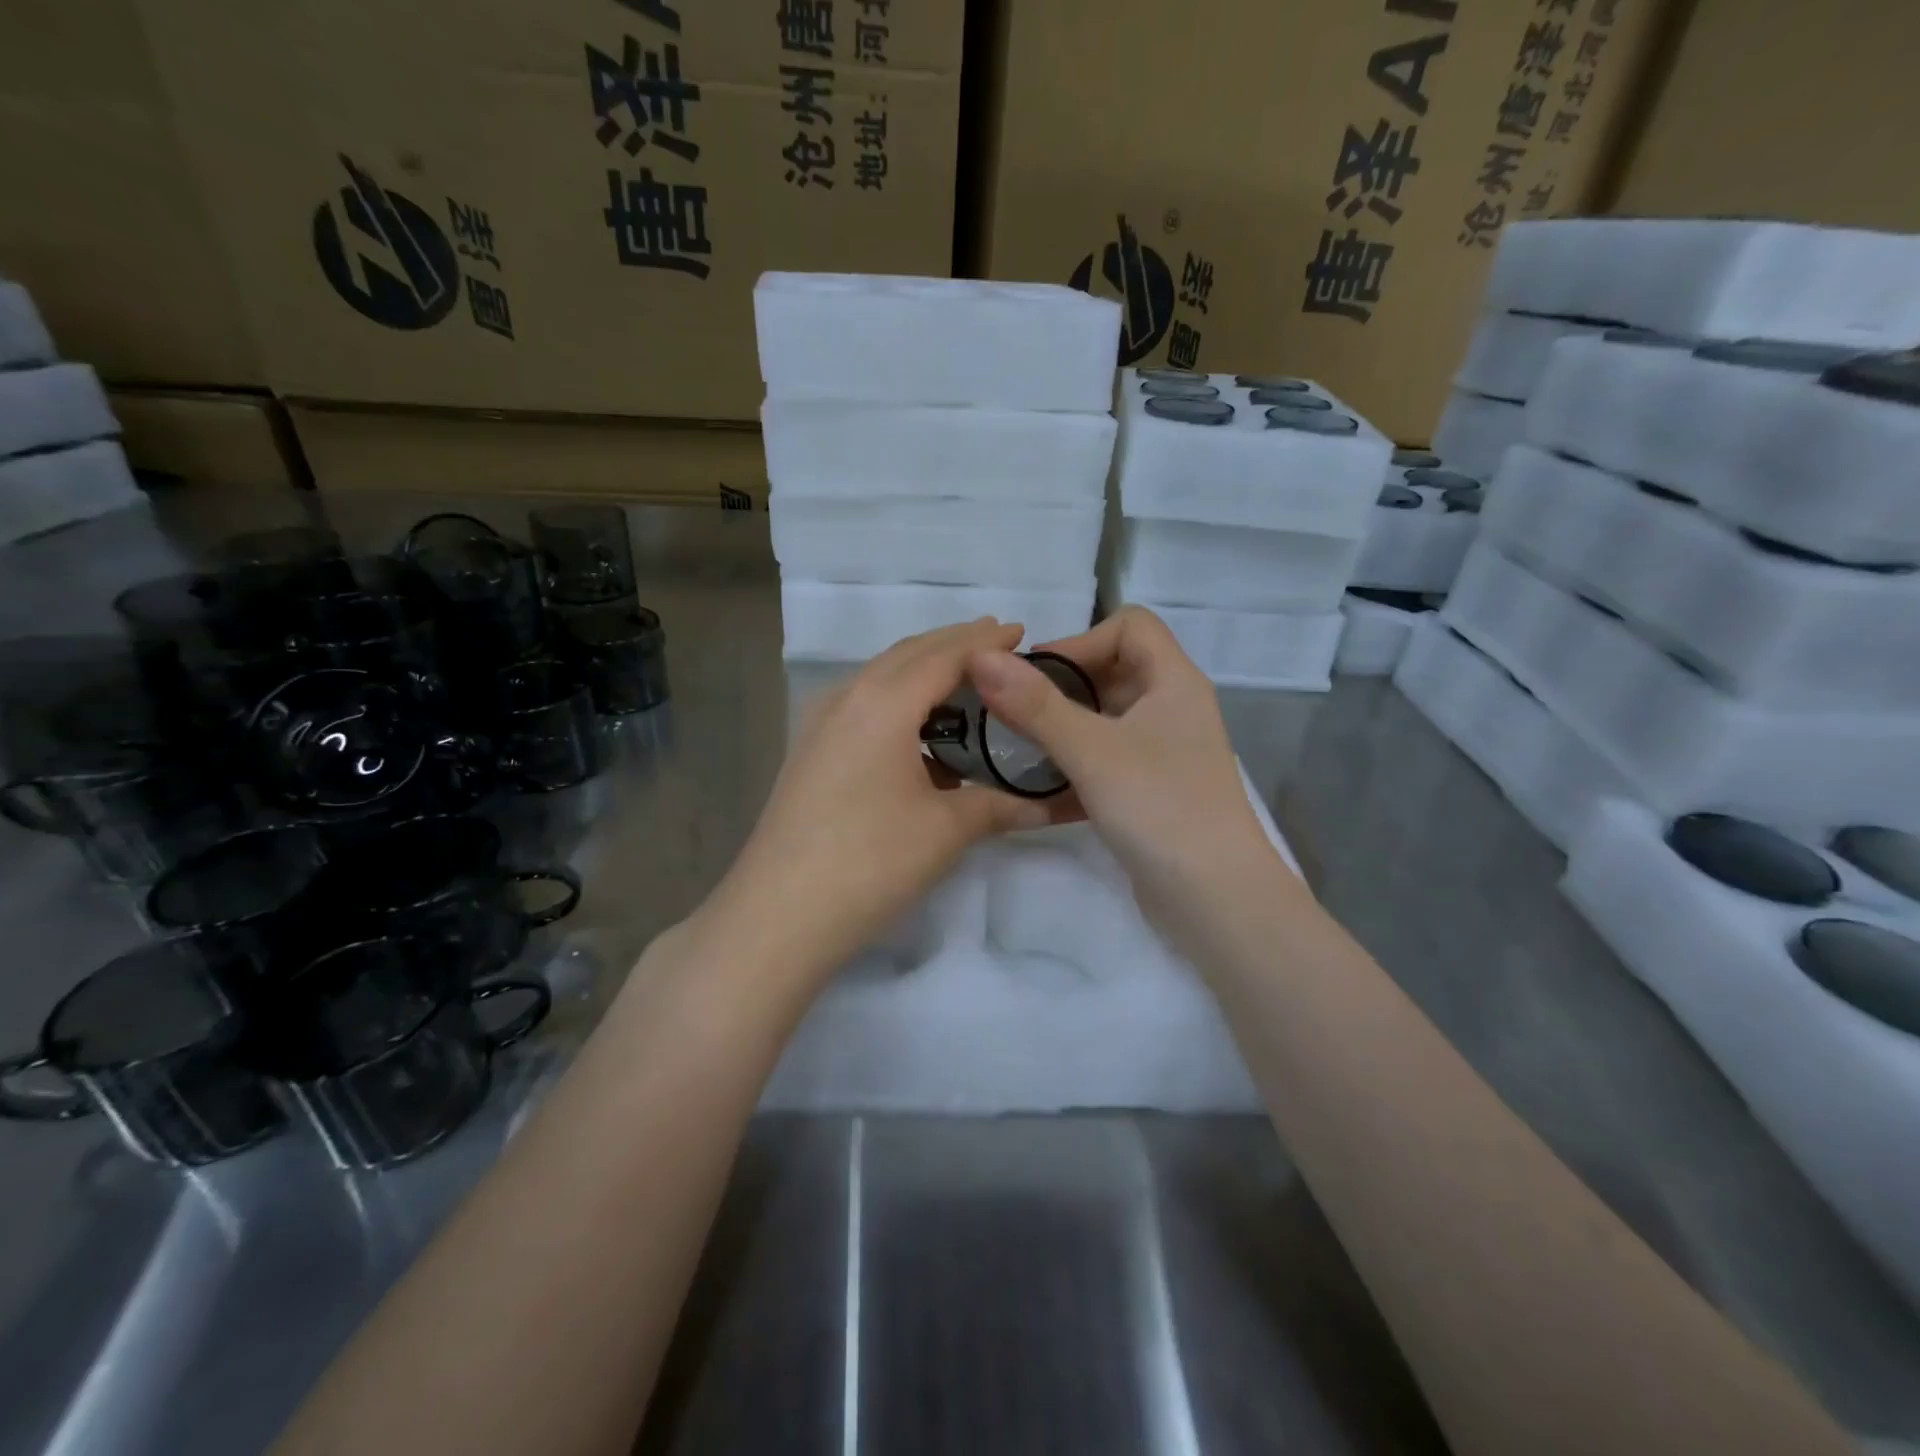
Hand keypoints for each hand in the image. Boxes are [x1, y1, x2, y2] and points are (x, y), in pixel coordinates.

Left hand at [699, 619, 1071, 991]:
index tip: (1022, 632)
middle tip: (998, 645)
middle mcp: (848, 698)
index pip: (945, 655)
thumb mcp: (945, 830)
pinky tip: (917, 729)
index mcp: (884, 702)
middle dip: (954, 644)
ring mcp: (820, 724)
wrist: (778, 914)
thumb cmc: (870, 862)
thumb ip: (997, 805)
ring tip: (963, 680)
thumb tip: (1046, 804)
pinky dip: (898, 699)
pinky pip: (862, 704)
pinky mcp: (809, 751)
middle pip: (908, 654)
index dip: (986, 642)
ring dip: (923, 669)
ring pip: (880, 677)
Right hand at [965, 607, 1288, 939]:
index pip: (1129, 626)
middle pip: (1112, 671)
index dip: (1080, 641)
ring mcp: (1164, 753)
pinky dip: (1075, 766)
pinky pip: (1107, 761)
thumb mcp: (1092, 750)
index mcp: (1173, 681)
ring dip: (1063, 728)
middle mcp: (1173, 709)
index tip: (1035, 676)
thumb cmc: (1160, 808)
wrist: (1216, 900)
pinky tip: (1039, 791)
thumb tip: (981, 656)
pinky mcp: (1152, 792)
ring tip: (1018, 747)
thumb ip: (1036, 704)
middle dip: (1061, 686)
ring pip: (1106, 720)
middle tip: (1013, 711)